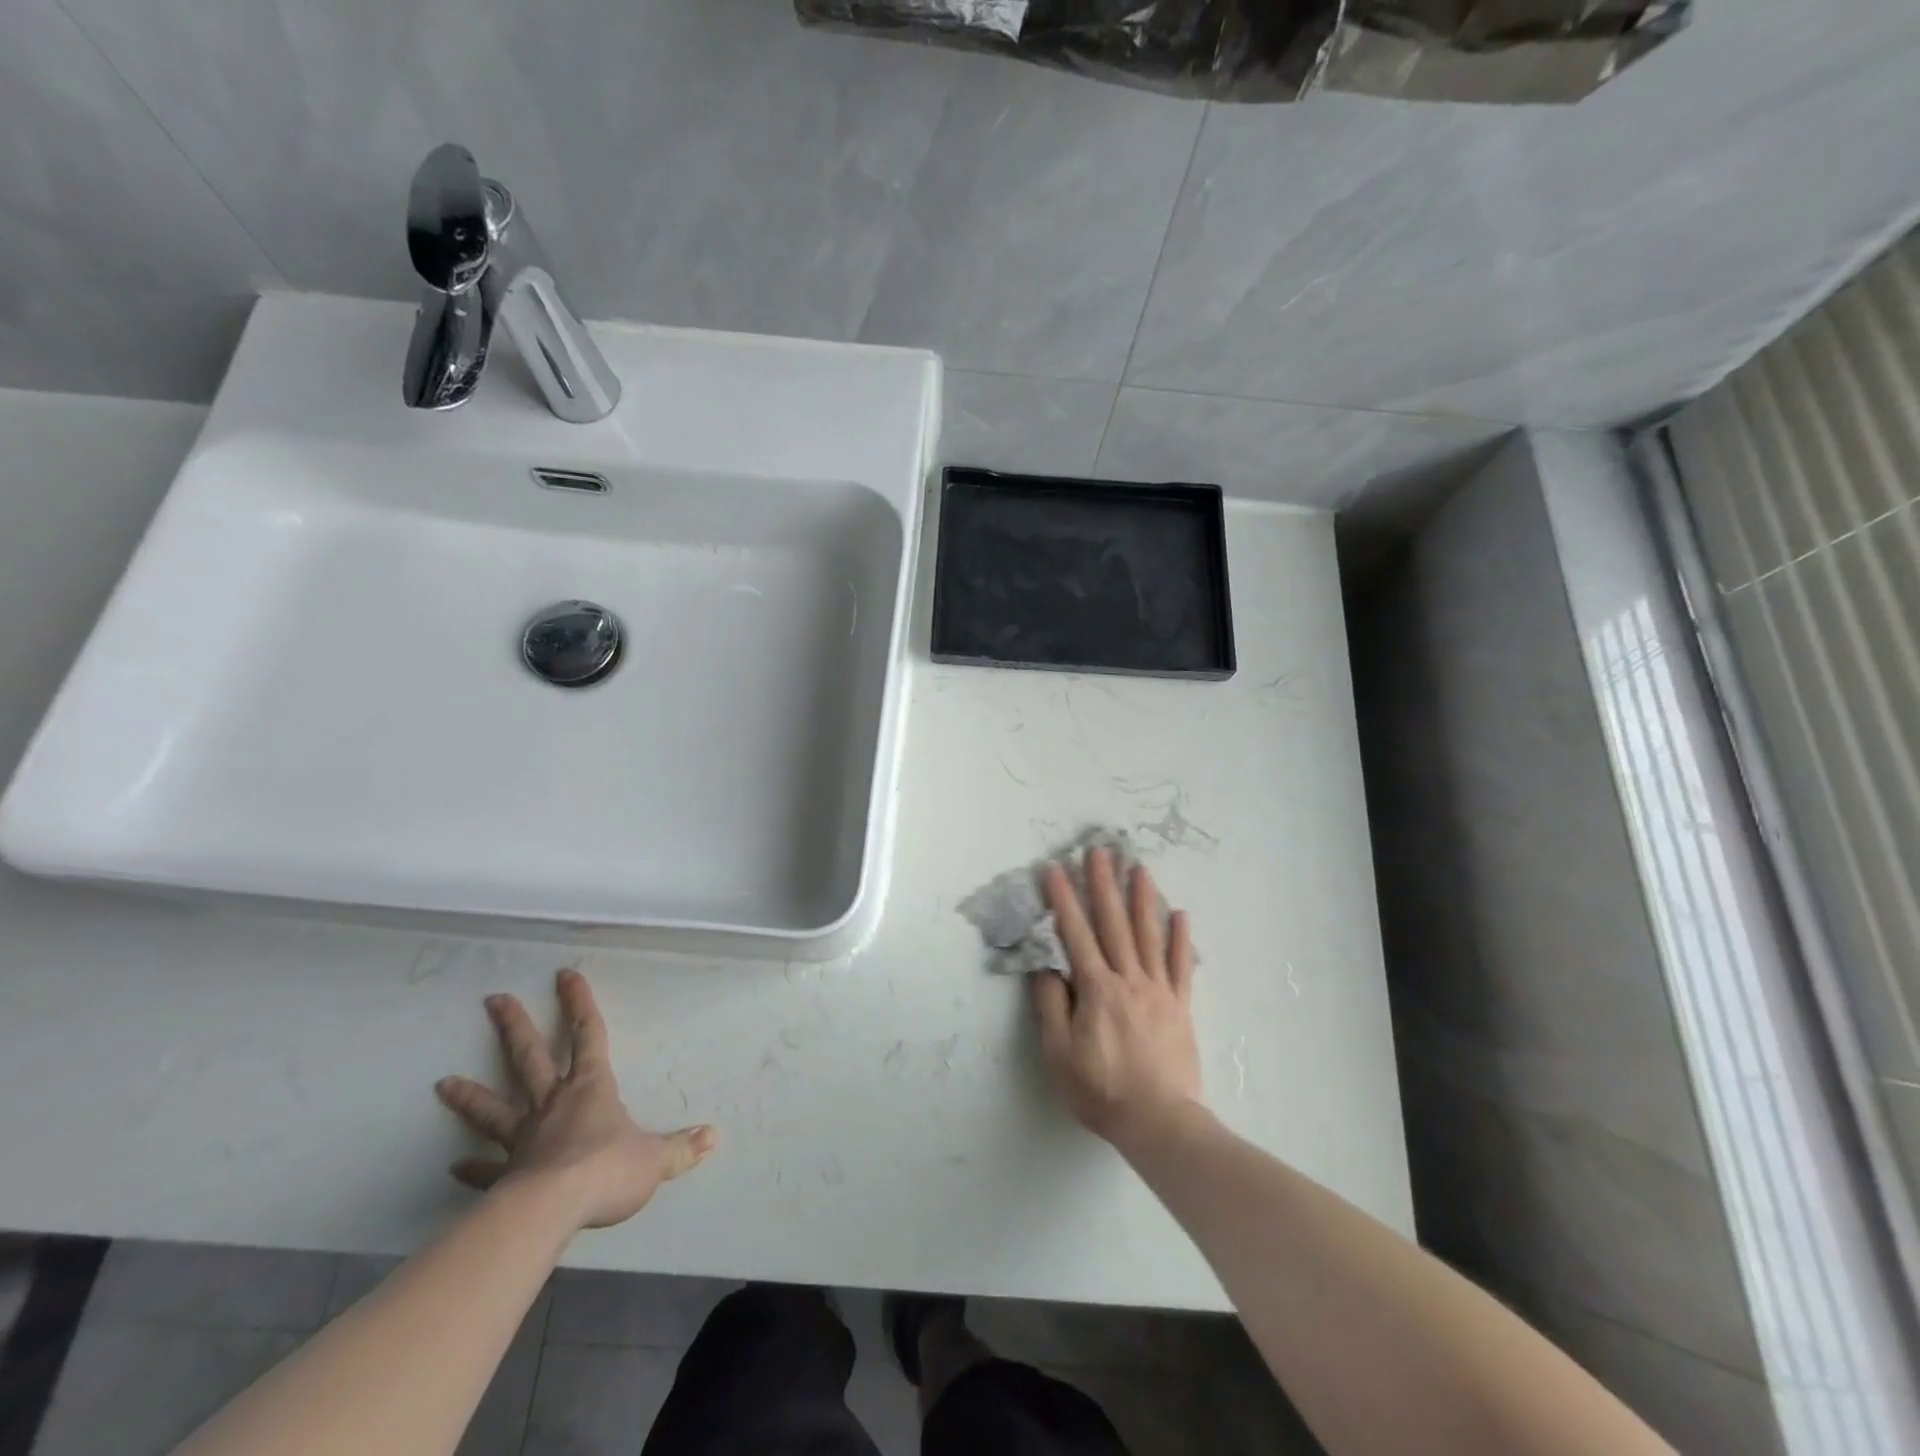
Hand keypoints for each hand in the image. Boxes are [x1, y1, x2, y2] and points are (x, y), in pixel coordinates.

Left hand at [435, 969, 716, 1229]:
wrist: (552, 1211)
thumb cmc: (608, 1170)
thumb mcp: (655, 1158)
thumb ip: (681, 1148)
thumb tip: (713, 1136)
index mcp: (591, 1088)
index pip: (587, 1034)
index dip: (578, 1003)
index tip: (565, 974)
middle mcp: (553, 1104)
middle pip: (529, 1057)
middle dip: (515, 1026)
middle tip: (493, 1000)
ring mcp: (523, 1138)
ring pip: (495, 1109)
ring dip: (471, 1096)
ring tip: (443, 1083)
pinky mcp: (505, 1175)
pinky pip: (487, 1168)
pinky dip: (472, 1167)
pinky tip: (454, 1167)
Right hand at [1032, 847, 1202, 1149]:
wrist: (1159, 1122)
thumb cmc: (1100, 1090)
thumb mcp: (1059, 1053)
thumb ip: (1052, 1006)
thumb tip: (1047, 967)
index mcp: (1096, 989)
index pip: (1075, 933)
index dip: (1063, 899)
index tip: (1054, 868)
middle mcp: (1128, 979)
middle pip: (1114, 923)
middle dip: (1103, 884)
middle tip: (1099, 851)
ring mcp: (1158, 990)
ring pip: (1149, 935)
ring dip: (1142, 898)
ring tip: (1139, 867)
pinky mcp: (1180, 1006)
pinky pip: (1181, 966)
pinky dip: (1180, 939)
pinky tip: (1181, 914)